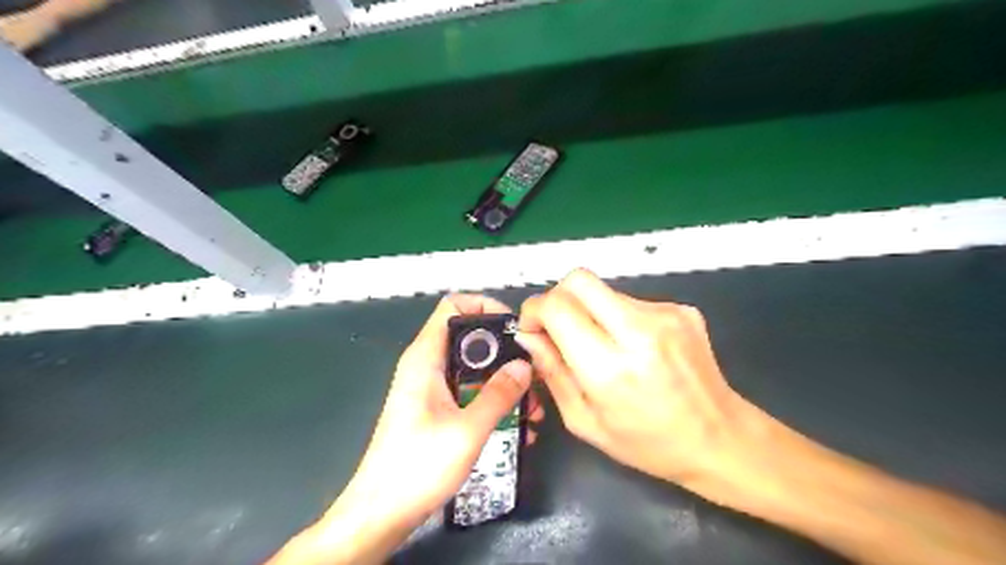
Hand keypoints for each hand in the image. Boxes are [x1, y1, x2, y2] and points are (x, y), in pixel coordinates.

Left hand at [336, 294, 541, 527]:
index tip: (515, 328)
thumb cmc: (418, 467)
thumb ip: (499, 394)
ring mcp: (431, 389)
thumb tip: (524, 365)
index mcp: (426, 358)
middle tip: (532, 376)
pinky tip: (516, 428)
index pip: (453, 306)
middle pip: (471, 339)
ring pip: (474, 369)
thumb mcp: (468, 430)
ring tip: (531, 410)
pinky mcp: (436, 410)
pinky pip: (469, 393)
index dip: (485, 307)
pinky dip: (492, 402)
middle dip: (505, 354)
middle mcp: (427, 366)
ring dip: (504, 384)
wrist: (381, 513)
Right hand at [519, 269, 753, 490]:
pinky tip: (634, 348)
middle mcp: (639, 330)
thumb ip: (552, 373)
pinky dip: (618, 318)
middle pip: (579, 279)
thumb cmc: (648, 443)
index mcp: (611, 367)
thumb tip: (529, 336)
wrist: (721, 439)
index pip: (558, 307)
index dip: (534, 310)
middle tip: (557, 326)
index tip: (533, 328)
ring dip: (590, 311)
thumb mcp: (585, 421)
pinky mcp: (681, 308)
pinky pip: (631, 301)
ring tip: (603, 346)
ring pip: (604, 290)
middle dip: (557, 296)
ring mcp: (665, 314)